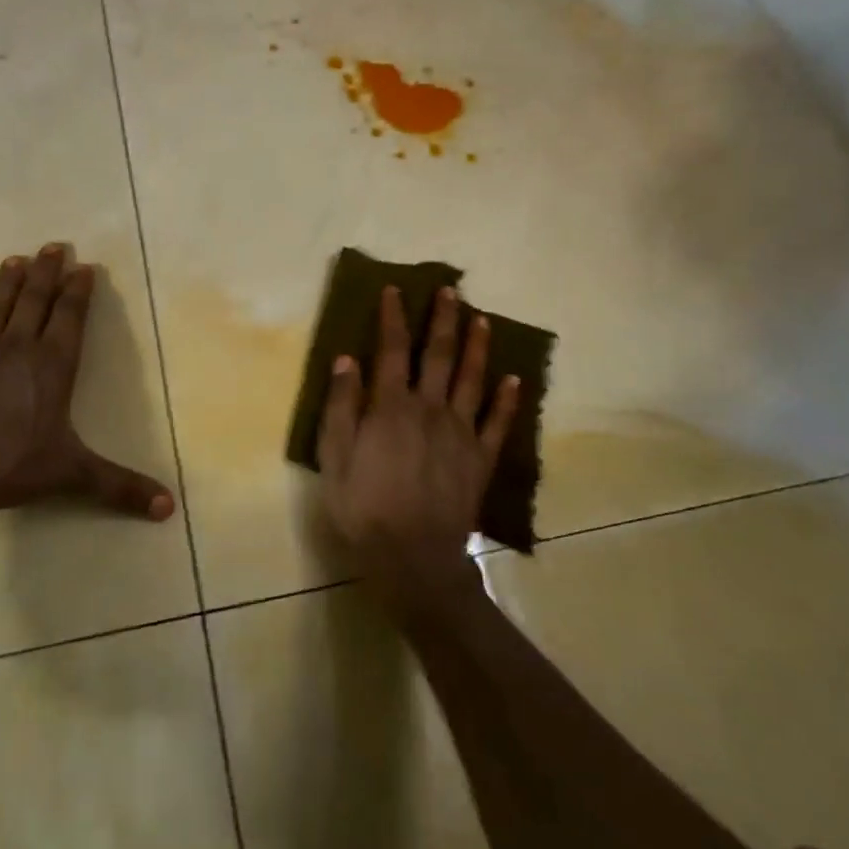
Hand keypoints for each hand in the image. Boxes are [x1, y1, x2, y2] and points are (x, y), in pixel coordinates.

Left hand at [0, 244, 175, 522]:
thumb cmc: (12, 465)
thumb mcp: (73, 475)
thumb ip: (120, 487)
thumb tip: (169, 508)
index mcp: (52, 366)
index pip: (70, 318)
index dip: (78, 291)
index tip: (83, 266)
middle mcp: (16, 349)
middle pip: (34, 301)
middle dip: (46, 272)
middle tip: (53, 245)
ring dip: (6, 283)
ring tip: (14, 258)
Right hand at [317, 284, 520, 607]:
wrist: (412, 558)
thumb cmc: (363, 508)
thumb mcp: (334, 458)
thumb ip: (341, 407)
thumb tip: (347, 359)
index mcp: (391, 407)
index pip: (392, 351)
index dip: (393, 318)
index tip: (395, 290)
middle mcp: (430, 409)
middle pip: (438, 355)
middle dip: (443, 320)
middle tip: (451, 290)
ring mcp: (461, 433)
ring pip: (472, 380)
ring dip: (477, 347)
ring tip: (483, 319)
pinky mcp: (480, 459)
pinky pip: (498, 423)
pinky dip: (507, 400)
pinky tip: (514, 379)